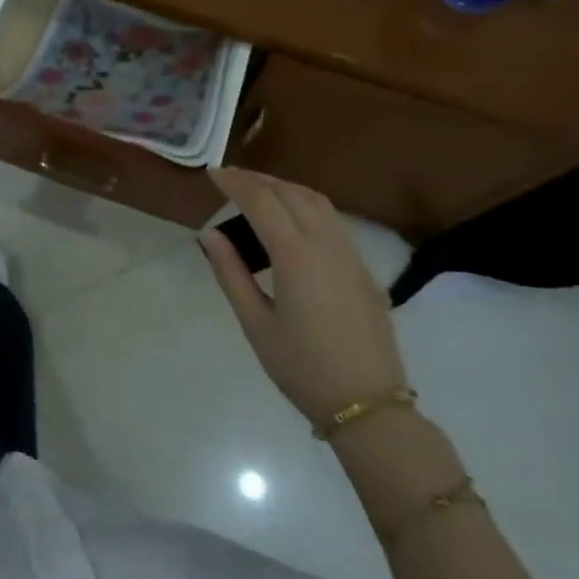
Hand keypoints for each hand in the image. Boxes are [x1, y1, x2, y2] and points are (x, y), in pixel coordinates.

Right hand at [200, 167, 405, 424]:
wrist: (367, 404)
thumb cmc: (302, 368)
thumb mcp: (255, 323)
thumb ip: (231, 273)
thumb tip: (211, 234)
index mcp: (296, 256)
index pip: (262, 201)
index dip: (235, 183)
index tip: (212, 174)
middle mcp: (326, 244)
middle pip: (290, 193)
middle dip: (258, 180)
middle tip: (229, 178)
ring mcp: (350, 254)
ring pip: (317, 201)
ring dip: (284, 187)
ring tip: (257, 190)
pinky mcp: (363, 268)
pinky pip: (333, 220)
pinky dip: (305, 204)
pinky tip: (291, 218)